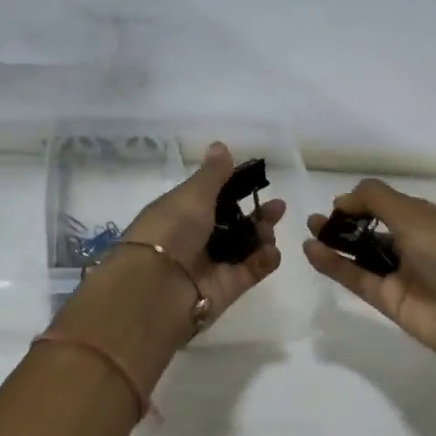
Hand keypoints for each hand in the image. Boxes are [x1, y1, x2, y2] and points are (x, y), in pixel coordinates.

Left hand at [122, 142, 284, 328]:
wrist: (158, 287)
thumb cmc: (171, 230)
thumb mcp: (192, 195)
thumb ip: (213, 174)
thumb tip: (220, 145)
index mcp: (179, 214)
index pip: (210, 199)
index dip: (234, 190)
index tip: (256, 180)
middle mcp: (194, 240)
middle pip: (232, 225)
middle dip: (256, 214)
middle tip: (277, 207)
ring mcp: (210, 266)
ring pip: (244, 248)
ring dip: (262, 236)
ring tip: (269, 230)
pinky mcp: (226, 289)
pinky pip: (250, 271)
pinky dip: (264, 261)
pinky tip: (271, 251)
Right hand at [305, 179, 435, 376]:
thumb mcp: (416, 216)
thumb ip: (376, 200)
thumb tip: (344, 198)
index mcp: (431, 220)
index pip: (391, 206)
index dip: (365, 202)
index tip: (339, 203)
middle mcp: (416, 245)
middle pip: (374, 230)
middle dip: (346, 222)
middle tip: (317, 219)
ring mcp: (401, 275)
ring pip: (362, 255)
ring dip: (336, 243)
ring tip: (309, 230)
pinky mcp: (388, 301)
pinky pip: (357, 278)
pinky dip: (335, 265)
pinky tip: (312, 250)